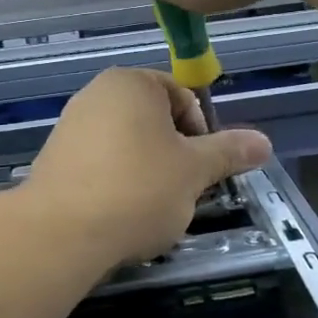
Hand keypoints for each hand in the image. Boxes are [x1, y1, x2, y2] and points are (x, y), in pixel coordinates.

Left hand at [24, 68, 271, 267]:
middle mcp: (96, 94)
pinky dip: (117, 184)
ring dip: (148, 172)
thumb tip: (264, 142)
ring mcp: (70, 126)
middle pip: (155, 121)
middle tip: (182, 192)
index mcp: (132, 83)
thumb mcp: (195, 171)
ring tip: (151, 209)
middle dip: (175, 156)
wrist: (59, 234)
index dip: (202, 134)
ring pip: (128, 146)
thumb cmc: (137, 189)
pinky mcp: (54, 160)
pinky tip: (120, 215)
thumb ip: (229, 152)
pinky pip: (100, 165)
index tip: (202, 171)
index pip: (183, 97)